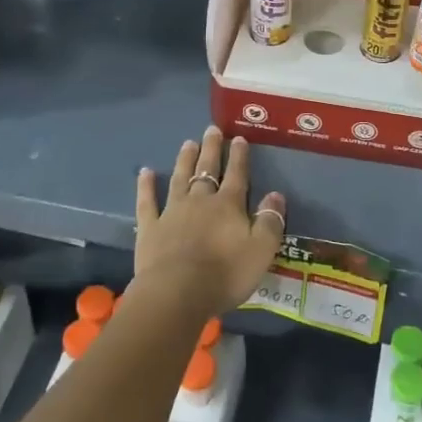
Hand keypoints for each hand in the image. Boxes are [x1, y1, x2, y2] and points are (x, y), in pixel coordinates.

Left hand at [134, 127, 286, 315]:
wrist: (177, 292)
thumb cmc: (224, 274)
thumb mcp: (261, 251)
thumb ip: (270, 222)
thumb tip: (276, 195)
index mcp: (229, 206)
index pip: (237, 175)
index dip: (239, 157)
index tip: (239, 138)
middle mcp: (200, 201)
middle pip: (207, 170)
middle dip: (211, 149)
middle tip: (211, 129)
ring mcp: (172, 212)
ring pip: (179, 179)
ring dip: (184, 160)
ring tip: (187, 143)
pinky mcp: (150, 228)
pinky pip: (147, 202)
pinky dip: (146, 186)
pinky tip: (144, 172)